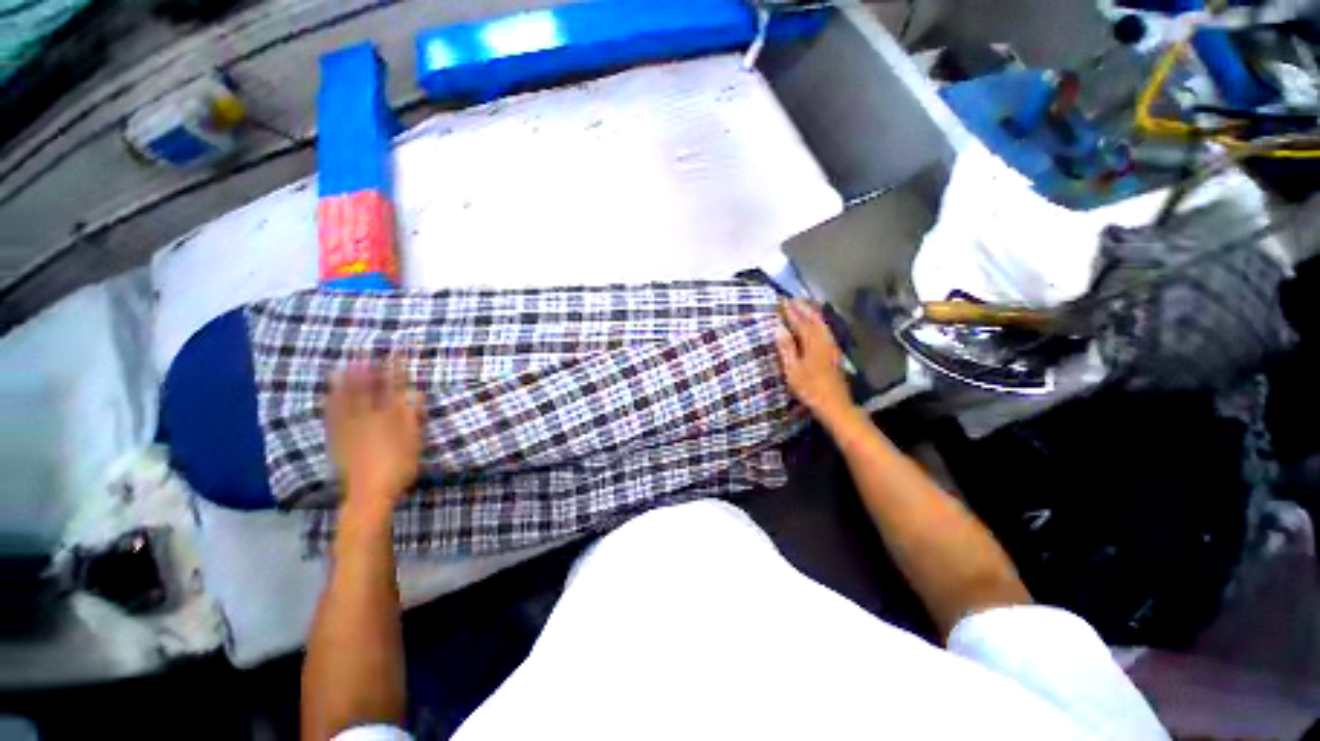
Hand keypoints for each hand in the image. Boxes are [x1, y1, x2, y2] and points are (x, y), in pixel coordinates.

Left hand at [325, 362, 424, 520]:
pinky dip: (329, 406)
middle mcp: (367, 419)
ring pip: (345, 403)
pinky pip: (331, 419)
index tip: (396, 356)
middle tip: (362, 355)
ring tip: (338, 369)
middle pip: (367, 392)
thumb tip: (415, 394)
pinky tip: (327, 398)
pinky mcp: (337, 441)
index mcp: (389, 418)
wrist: (369, 493)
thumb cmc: (399, 468)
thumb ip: (412, 417)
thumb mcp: (413, 443)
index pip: (393, 390)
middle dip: (366, 373)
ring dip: (343, 385)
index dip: (395, 372)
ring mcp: (349, 429)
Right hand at [775, 300, 856, 427]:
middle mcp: (824, 339)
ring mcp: (831, 345)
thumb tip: (779, 328)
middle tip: (791, 300)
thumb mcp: (793, 369)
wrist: (834, 404)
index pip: (800, 321)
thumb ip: (786, 347)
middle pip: (813, 318)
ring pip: (821, 323)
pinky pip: (825, 329)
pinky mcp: (834, 352)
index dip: (790, 311)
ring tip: (801, 306)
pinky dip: (817, 322)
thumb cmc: (810, 388)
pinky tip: (814, 324)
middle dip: (802, 307)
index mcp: (812, 342)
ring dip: (811, 313)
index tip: (780, 302)